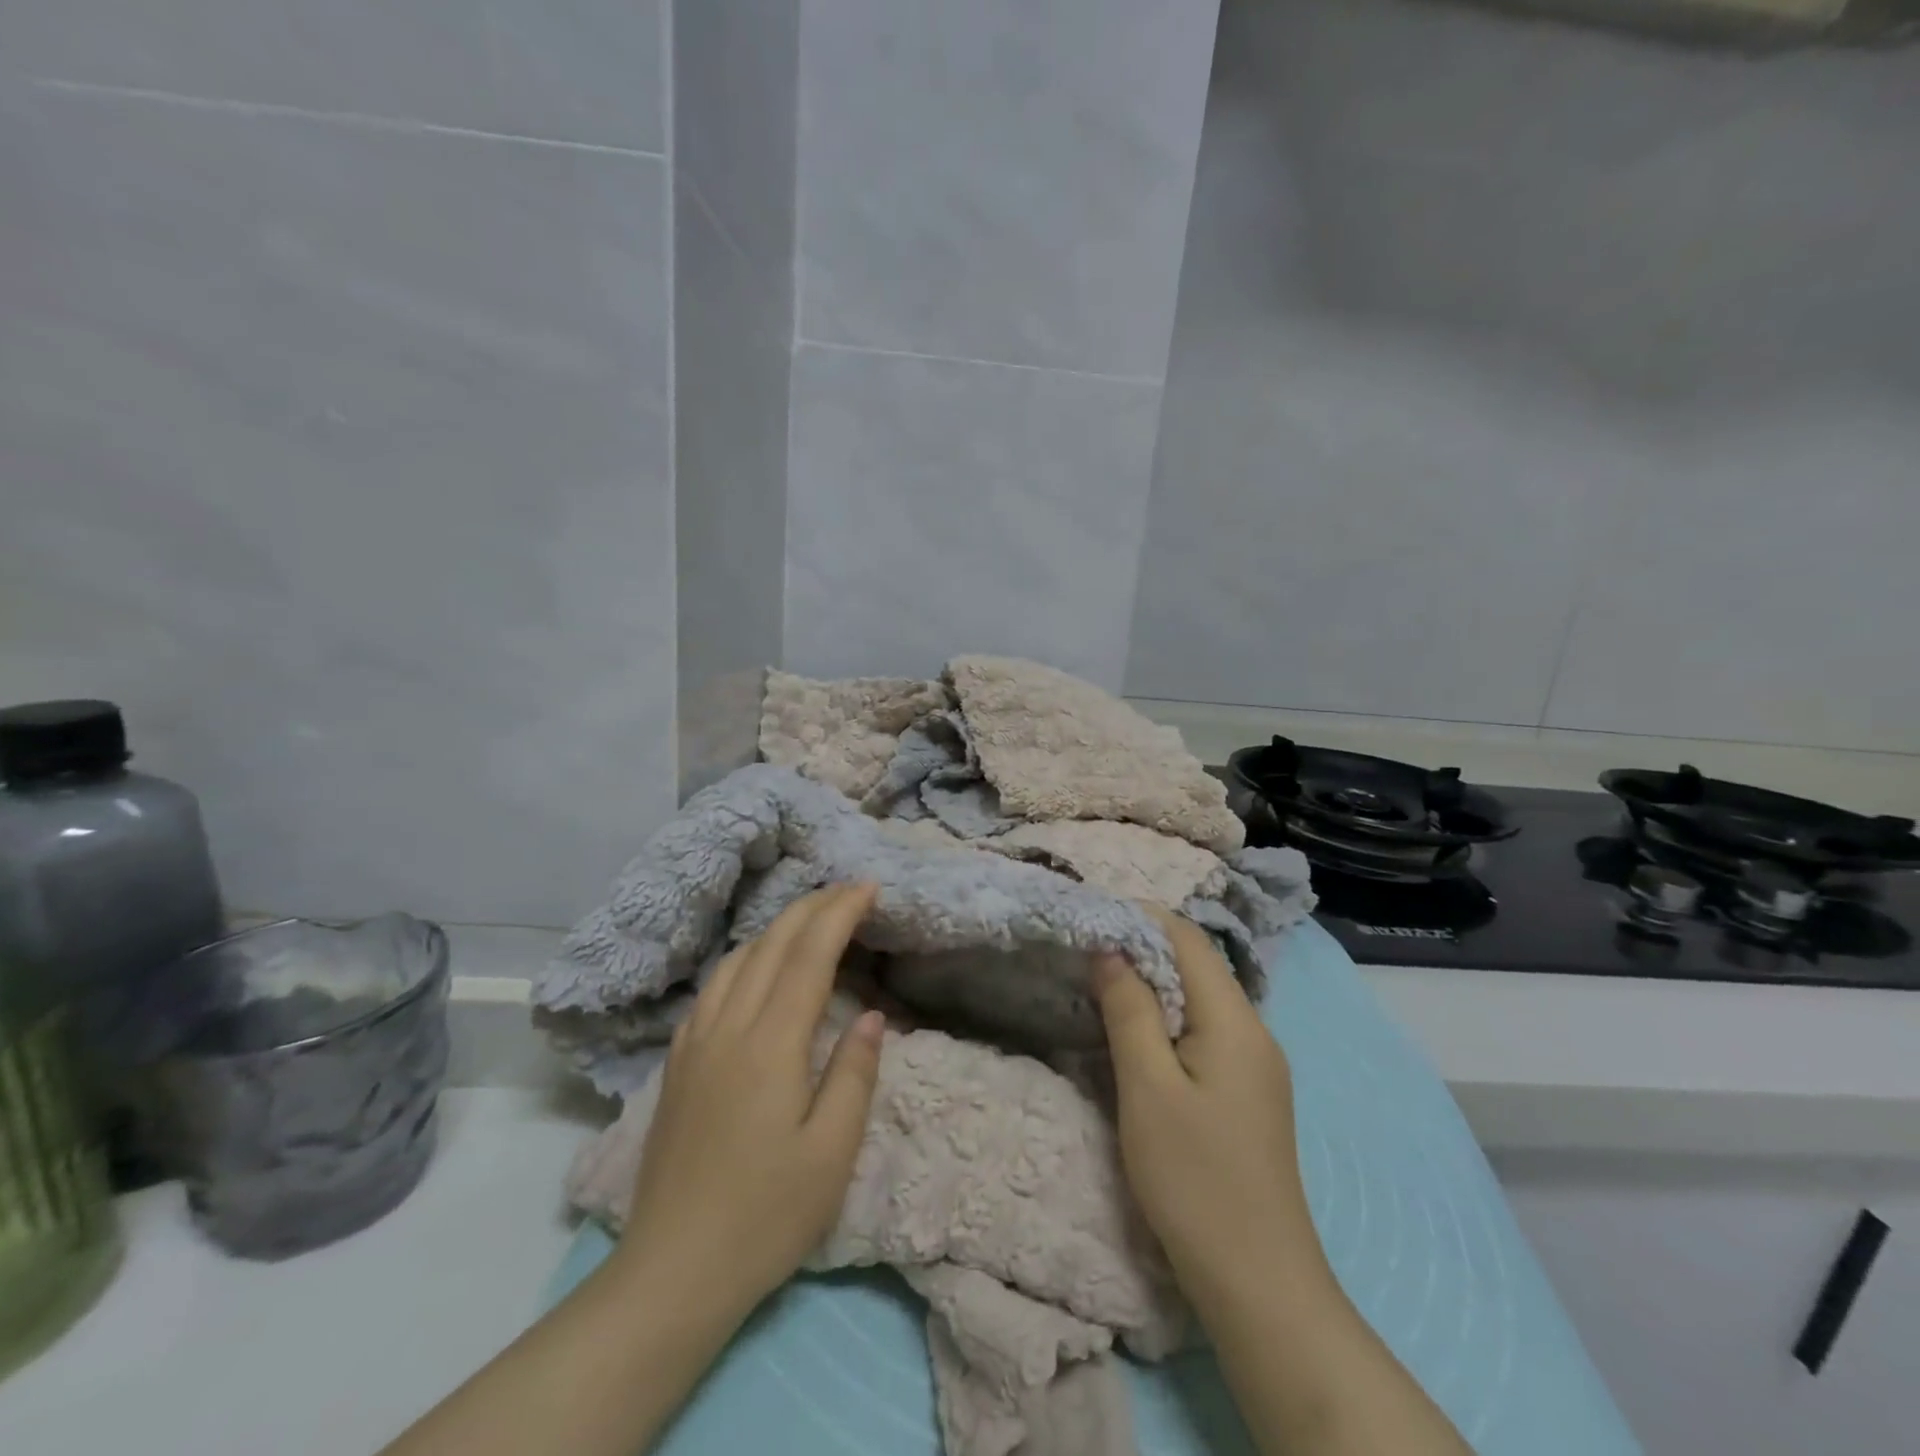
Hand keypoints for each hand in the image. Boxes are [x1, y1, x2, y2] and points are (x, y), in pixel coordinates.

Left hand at [614, 883, 885, 1320]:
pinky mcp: (678, 1064)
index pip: (809, 955)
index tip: (869, 888)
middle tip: (849, 890)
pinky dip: (744, 958)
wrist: (671, 1273)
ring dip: (777, 927)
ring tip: (810, 919)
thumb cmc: (765, 1217)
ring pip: (737, 960)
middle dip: (813, 907)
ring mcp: (696, 1044)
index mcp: (771, 1045)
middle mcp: (728, 1029)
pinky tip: (755, 968)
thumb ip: (854, 1074)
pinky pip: (712, 988)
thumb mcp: (831, 1154)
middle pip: (771, 944)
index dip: (840, 913)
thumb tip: (872, 1015)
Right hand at [1092, 909, 1320, 1304]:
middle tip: (1088, 948)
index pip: (1189, 941)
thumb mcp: (1148, 1088)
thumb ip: (1129, 1011)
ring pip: (1200, 999)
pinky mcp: (1248, 1093)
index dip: (1142, 918)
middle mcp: (1254, 1032)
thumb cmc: (1195, 1180)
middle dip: (1144, 947)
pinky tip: (1137, 1032)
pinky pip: (1205, 1031)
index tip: (1093, 915)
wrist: (1259, 1283)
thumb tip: (1111, 950)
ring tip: (1102, 982)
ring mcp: (1256, 1065)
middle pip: (1198, 966)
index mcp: (1235, 1022)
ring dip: (1153, 983)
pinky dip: (1167, 1017)